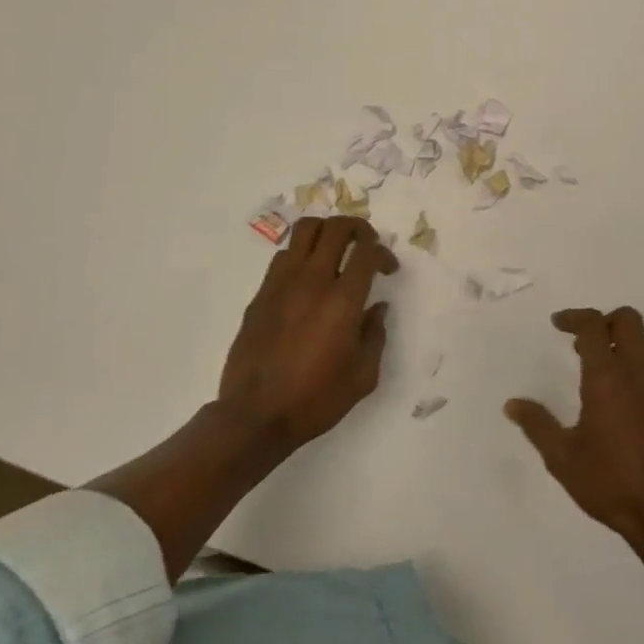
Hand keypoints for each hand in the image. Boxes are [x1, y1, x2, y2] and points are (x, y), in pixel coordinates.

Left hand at [217, 216, 398, 451]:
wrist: (255, 416)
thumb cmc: (316, 399)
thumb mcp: (363, 376)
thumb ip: (375, 335)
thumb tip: (376, 308)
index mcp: (343, 301)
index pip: (367, 252)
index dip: (384, 253)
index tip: (388, 269)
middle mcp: (313, 281)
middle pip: (336, 227)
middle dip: (358, 227)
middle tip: (366, 244)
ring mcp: (282, 284)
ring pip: (304, 231)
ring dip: (326, 232)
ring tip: (335, 250)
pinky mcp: (261, 294)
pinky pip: (283, 256)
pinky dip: (301, 254)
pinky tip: (307, 277)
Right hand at [505, 307, 643, 544]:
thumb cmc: (612, 484)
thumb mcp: (563, 458)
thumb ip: (537, 425)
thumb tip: (512, 404)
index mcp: (608, 377)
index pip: (593, 325)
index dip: (574, 317)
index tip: (558, 324)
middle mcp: (640, 372)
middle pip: (628, 320)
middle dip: (603, 321)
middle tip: (581, 344)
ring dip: (621, 346)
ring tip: (598, 376)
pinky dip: (637, 370)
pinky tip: (624, 404)